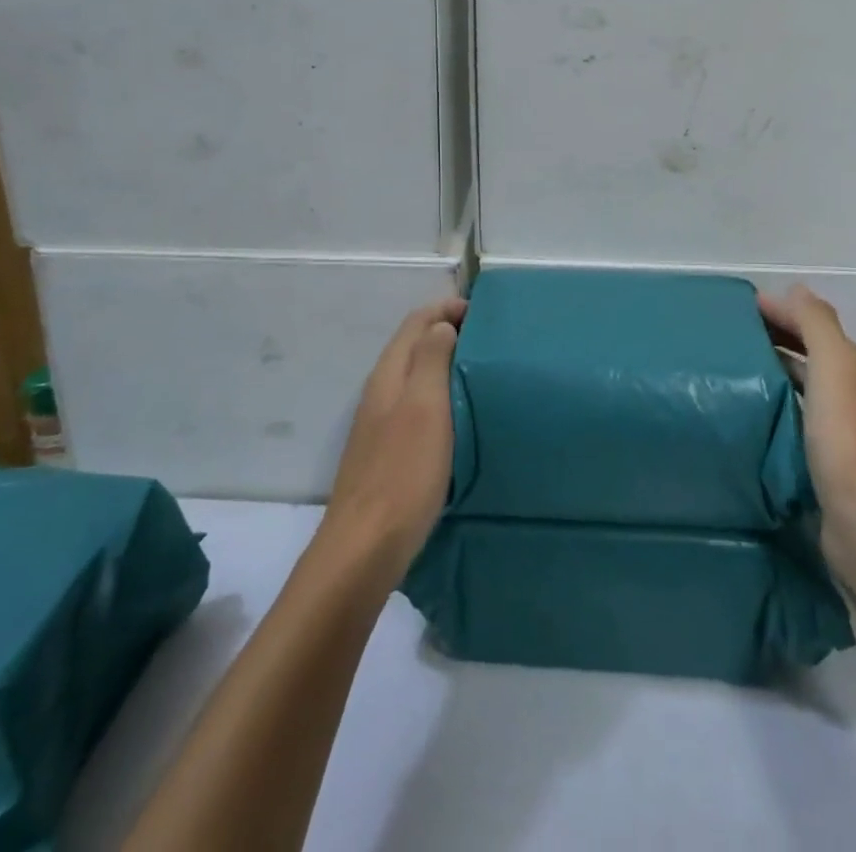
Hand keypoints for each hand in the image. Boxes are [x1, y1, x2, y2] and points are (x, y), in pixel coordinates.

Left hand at [321, 299, 466, 584]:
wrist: (365, 548)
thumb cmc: (403, 472)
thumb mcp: (425, 407)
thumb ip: (431, 359)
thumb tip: (442, 324)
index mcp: (389, 374)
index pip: (417, 321)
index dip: (447, 308)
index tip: (484, 313)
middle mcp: (381, 391)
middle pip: (414, 344)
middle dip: (448, 331)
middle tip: (490, 339)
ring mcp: (381, 422)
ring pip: (415, 375)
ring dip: (445, 362)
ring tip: (482, 370)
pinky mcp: (388, 450)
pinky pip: (417, 404)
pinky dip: (440, 394)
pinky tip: (461, 414)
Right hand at [760, 286, 855, 592]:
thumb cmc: (848, 439)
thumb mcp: (835, 367)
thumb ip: (816, 324)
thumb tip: (795, 288)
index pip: (815, 329)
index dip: (782, 313)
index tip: (739, 308)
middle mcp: (855, 398)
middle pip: (810, 359)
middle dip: (776, 342)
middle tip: (729, 337)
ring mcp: (842, 437)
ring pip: (802, 393)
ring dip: (773, 377)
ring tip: (731, 372)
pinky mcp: (826, 469)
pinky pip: (795, 426)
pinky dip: (774, 412)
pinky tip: (749, 418)